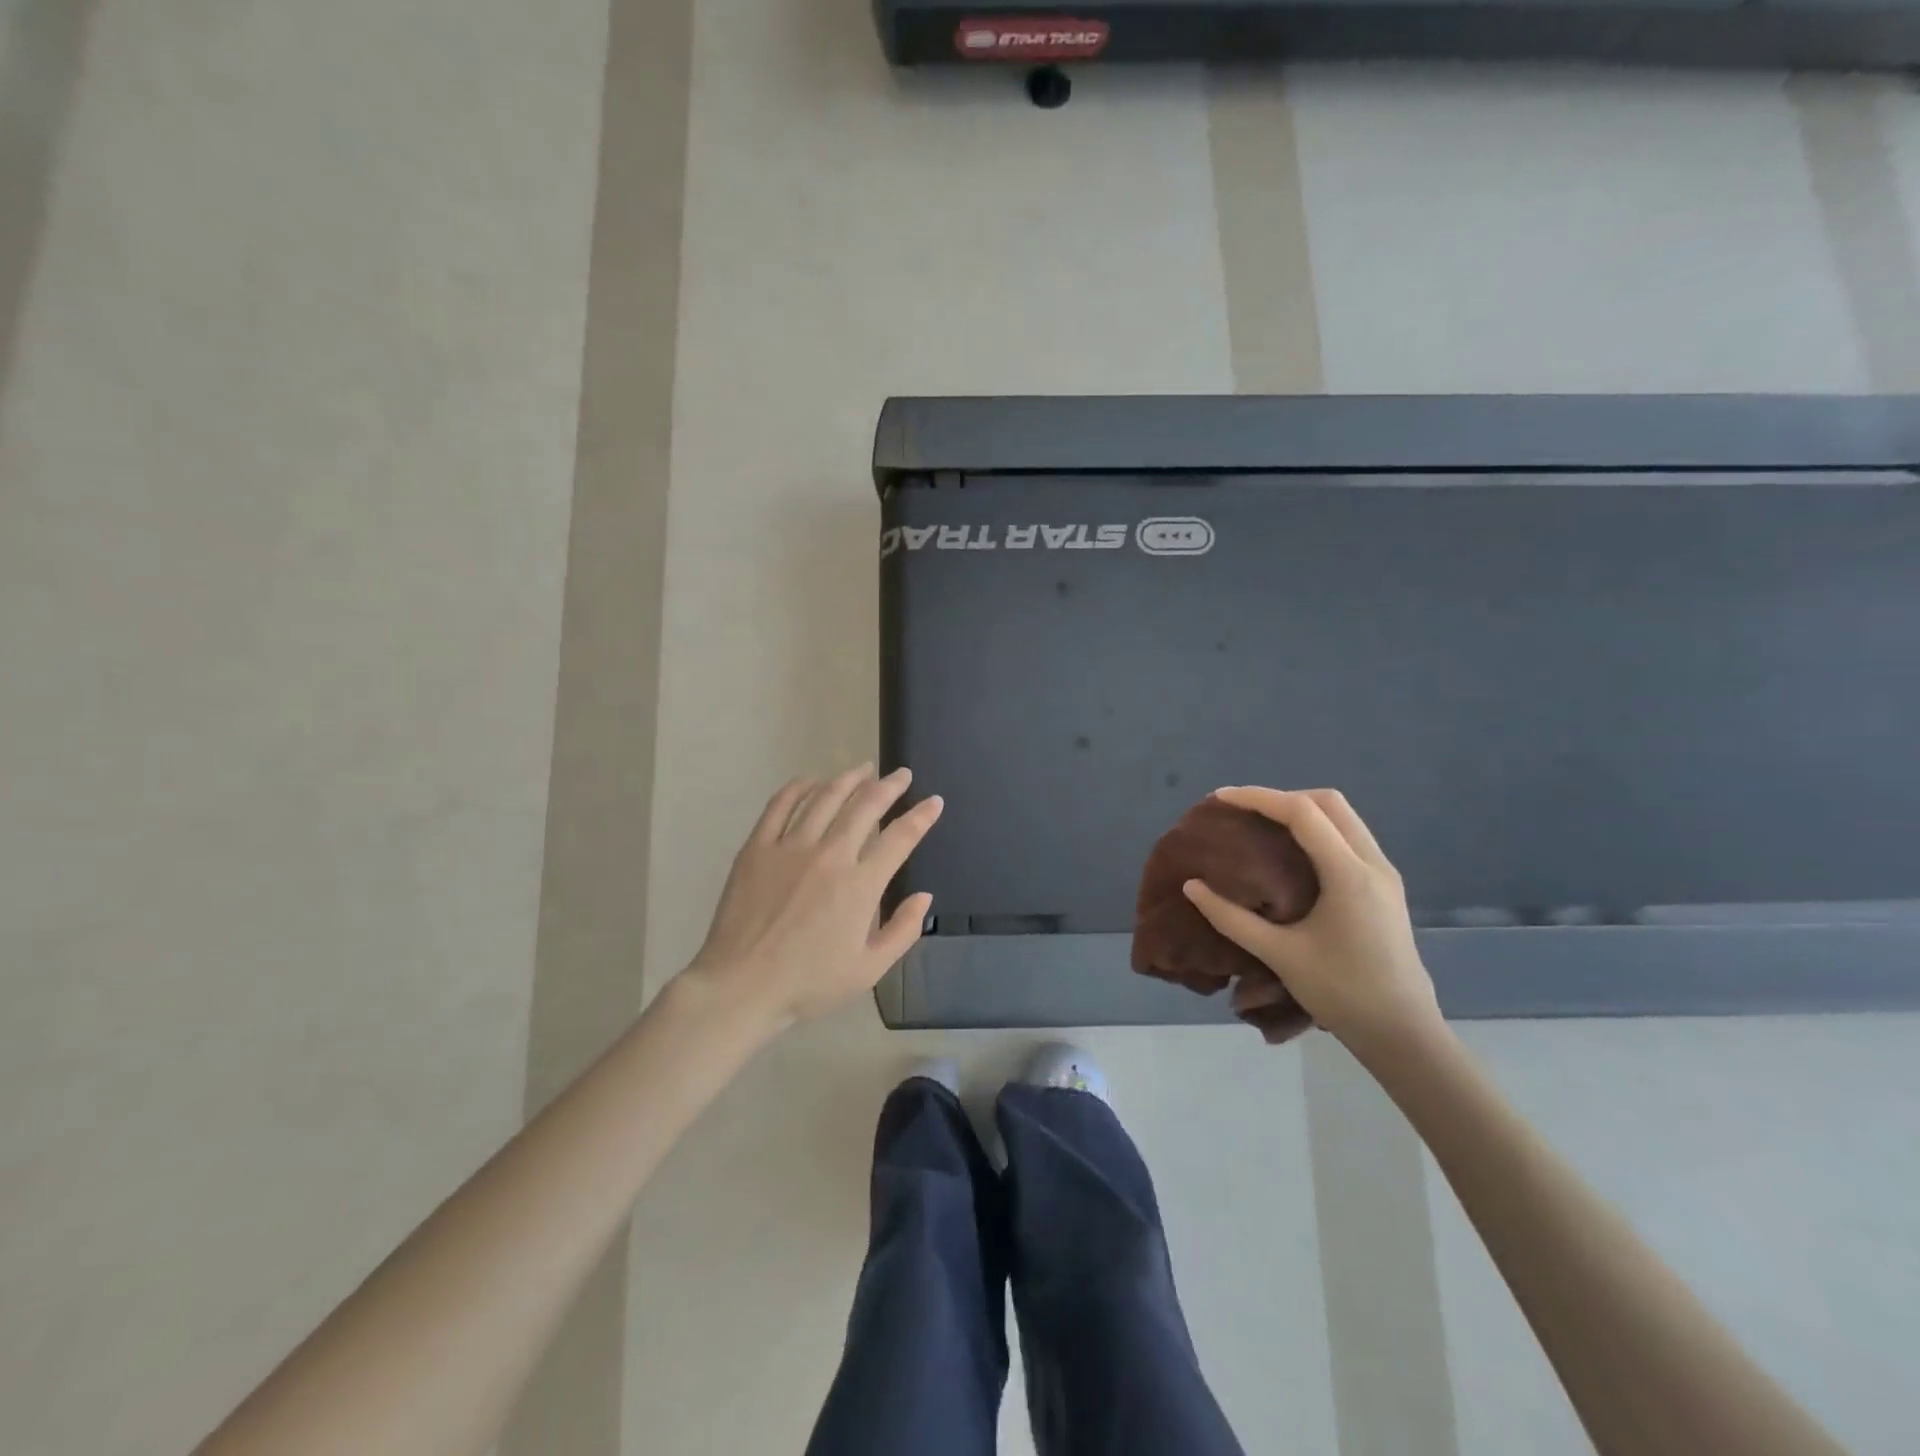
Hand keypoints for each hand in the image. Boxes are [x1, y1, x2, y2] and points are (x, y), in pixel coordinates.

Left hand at [683, 765, 942, 1025]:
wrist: (741, 986)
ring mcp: (790, 847)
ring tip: (863, 769)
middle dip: (889, 786)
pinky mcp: (757, 847)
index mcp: (860, 885)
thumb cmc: (808, 983)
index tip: (934, 801)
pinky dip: (799, 787)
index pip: (900, 838)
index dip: (921, 816)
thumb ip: (902, 931)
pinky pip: (781, 805)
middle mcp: (830, 855)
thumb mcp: (869, 969)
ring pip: (826, 797)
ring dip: (849, 779)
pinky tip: (811, 781)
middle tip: (901, 775)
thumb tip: (924, 897)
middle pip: (865, 806)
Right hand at [1182, 787, 1439, 1054]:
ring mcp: (1383, 874)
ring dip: (1302, 812)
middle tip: (1244, 812)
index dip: (1258, 797)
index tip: (1220, 798)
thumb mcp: (1279, 955)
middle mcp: (1372, 863)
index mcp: (1349, 874)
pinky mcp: (1384, 888)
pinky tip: (1291, 853)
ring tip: (1261, 826)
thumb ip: (1232, 918)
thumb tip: (1192, 887)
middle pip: (1329, 803)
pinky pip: (1349, 838)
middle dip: (1282, 797)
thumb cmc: (1342, 993)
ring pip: (1344, 818)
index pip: (1302, 813)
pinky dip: (1317, 830)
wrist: (1404, 1034)